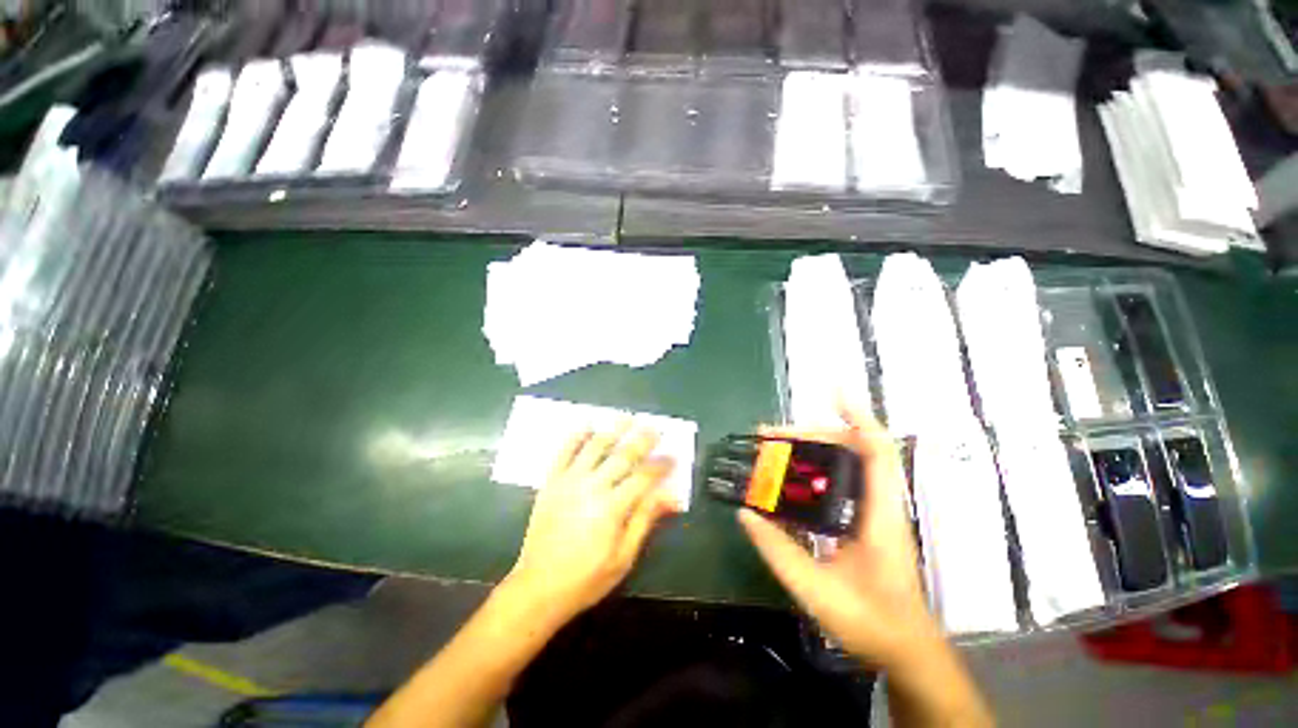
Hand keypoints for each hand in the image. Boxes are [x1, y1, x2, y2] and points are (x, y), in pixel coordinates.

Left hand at [506, 421, 679, 623]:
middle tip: (655, 427)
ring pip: (594, 446)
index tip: (673, 455)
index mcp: (613, 507)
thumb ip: (645, 520)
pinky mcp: (551, 482)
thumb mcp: (624, 557)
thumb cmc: (587, 578)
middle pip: (622, 455)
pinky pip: (563, 452)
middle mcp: (592, 486)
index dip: (661, 464)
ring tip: (626, 417)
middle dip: (642, 439)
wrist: (538, 587)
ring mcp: (569, 481)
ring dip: (612, 429)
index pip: (644, 477)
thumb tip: (671, 496)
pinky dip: (575, 436)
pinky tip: (586, 425)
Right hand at [738, 401, 938, 669]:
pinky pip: (841, 479)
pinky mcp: (867, 519)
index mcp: (879, 514)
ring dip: (810, 448)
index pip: (876, 450)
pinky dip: (815, 467)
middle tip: (768, 436)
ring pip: (846, 462)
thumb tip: (746, 514)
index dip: (857, 415)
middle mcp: (880, 503)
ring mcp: (875, 510)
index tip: (832, 391)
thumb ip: (778, 551)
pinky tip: (791, 475)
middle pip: (852, 448)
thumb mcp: (816, 589)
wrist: (905, 650)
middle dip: (810, 433)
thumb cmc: (871, 623)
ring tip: (772, 449)